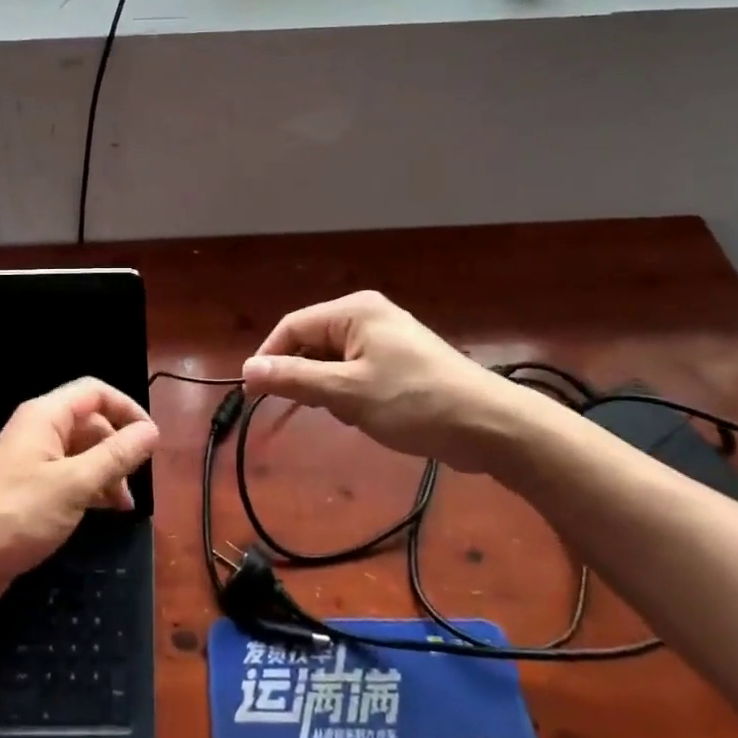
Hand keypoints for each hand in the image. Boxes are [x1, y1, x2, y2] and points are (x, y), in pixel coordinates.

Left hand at [0, 378, 159, 610]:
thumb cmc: (17, 513)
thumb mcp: (75, 484)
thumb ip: (116, 456)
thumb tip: (152, 431)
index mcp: (46, 417)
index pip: (95, 392)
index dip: (127, 409)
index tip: (152, 439)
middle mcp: (38, 431)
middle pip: (90, 423)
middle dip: (118, 447)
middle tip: (137, 480)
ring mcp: (31, 460)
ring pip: (81, 453)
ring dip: (106, 472)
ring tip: (124, 505)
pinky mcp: (27, 489)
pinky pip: (67, 477)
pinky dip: (89, 488)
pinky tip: (102, 512)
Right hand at [242, 291, 548, 470]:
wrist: (491, 427)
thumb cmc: (414, 402)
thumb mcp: (347, 392)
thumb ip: (294, 378)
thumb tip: (247, 369)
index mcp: (354, 311)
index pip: (292, 327)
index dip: (269, 359)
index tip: (254, 394)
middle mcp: (368, 315)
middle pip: (312, 343)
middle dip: (308, 379)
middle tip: (318, 410)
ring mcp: (387, 338)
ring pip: (333, 362)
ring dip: (332, 391)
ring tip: (354, 414)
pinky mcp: (401, 361)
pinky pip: (357, 372)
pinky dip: (353, 394)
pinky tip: (370, 415)